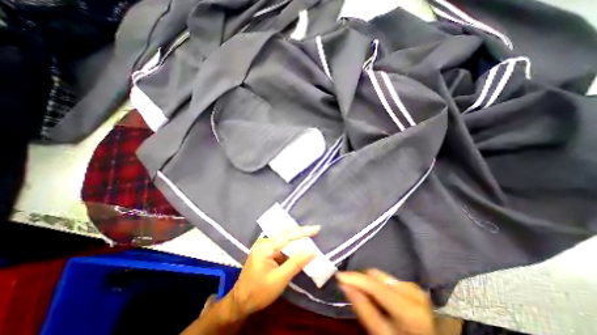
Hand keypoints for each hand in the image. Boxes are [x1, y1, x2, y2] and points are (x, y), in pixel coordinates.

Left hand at [182, 225, 318, 334]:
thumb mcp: (279, 279)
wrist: (240, 302)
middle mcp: (265, 242)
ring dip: (297, 240)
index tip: (317, 228)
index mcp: (266, 247)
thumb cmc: (259, 292)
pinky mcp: (266, 252)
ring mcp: (265, 246)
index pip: (288, 236)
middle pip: (286, 234)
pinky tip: (299, 247)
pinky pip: (281, 246)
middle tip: (315, 230)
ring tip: (310, 236)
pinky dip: (291, 247)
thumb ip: (295, 263)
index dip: (304, 232)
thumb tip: (311, 251)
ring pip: (284, 240)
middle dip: (301, 233)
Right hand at [335, 270, 436, 333]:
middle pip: (376, 276)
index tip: (338, 276)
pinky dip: (376, 284)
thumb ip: (363, 309)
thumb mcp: (381, 334)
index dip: (355, 278)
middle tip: (348, 288)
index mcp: (408, 308)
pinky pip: (386, 278)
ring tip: (363, 295)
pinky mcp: (411, 284)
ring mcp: (412, 286)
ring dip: (367, 282)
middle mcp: (411, 291)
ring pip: (379, 275)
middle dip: (360, 280)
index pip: (374, 285)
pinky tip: (375, 295)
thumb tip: (344, 285)